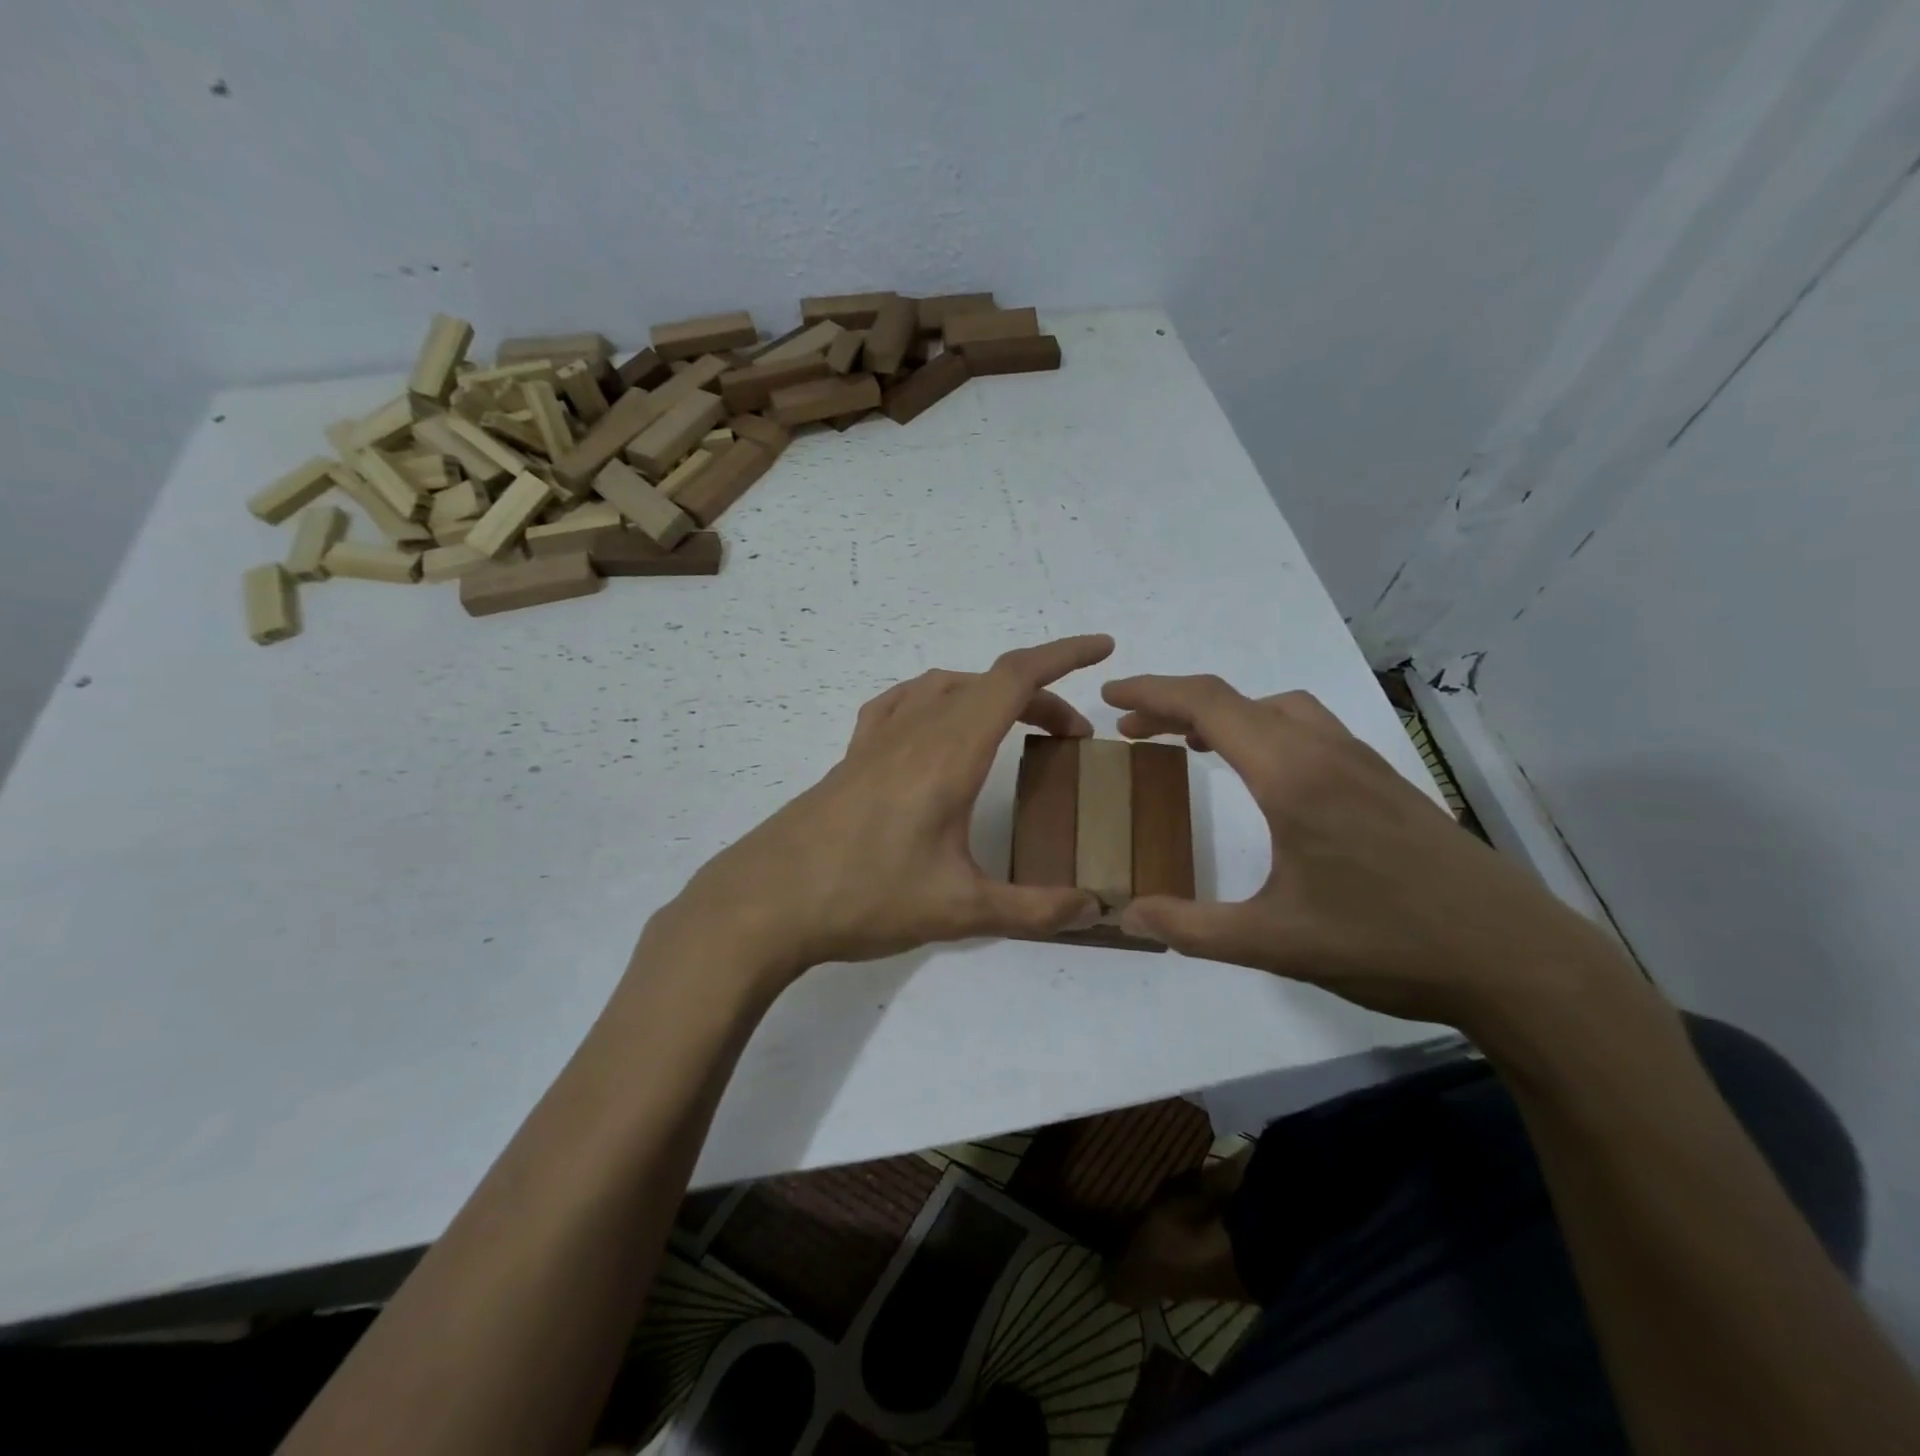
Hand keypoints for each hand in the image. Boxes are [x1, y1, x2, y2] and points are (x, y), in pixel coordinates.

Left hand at [653, 636, 1113, 988]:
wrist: (765, 904)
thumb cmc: (864, 898)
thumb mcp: (959, 910)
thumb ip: (1033, 910)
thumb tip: (1096, 910)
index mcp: (948, 754)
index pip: (1014, 679)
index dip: (1064, 655)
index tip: (1103, 648)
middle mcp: (914, 733)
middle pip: (986, 683)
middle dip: (1040, 695)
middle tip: (1069, 738)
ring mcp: (876, 741)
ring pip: (944, 687)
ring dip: (988, 694)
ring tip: (1012, 728)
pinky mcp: (851, 758)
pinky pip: (900, 704)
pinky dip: (935, 699)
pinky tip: (935, 727)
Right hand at [1100, 674, 1635, 1033]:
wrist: (1517, 959)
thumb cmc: (1387, 943)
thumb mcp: (1273, 943)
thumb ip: (1191, 927)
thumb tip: (1124, 917)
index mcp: (1291, 775)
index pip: (1208, 706)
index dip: (1152, 694)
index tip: (1110, 697)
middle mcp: (1325, 751)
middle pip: (1238, 700)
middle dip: (1176, 705)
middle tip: (1132, 729)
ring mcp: (1362, 762)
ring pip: (1278, 709)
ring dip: (1225, 715)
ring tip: (1189, 746)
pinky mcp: (1384, 781)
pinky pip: (1307, 729)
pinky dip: (1263, 730)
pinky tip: (1262, 776)